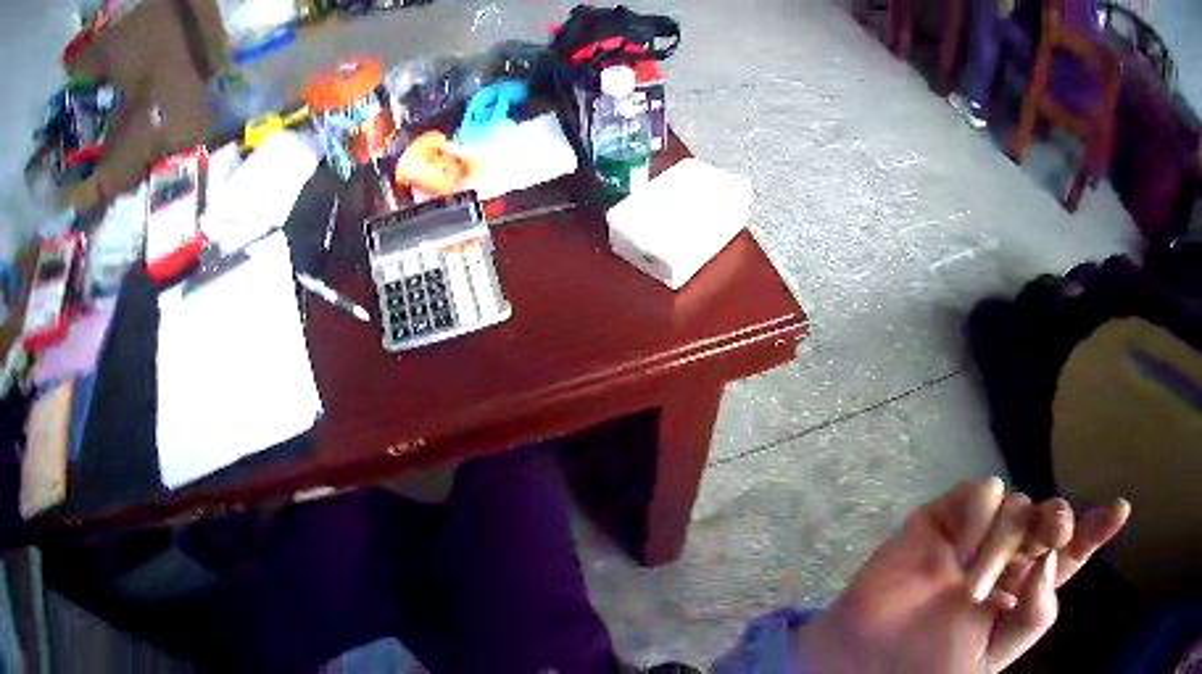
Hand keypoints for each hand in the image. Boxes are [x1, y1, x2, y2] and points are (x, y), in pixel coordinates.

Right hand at [793, 478, 1128, 672]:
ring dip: (1004, 543)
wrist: (863, 665)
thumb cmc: (928, 668)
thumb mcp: (992, 659)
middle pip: (1048, 517)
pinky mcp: (944, 520)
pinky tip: (961, 551)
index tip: (1121, 511)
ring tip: (972, 588)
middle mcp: (1007, 559)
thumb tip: (1052, 561)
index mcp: (1022, 592)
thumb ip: (1035, 616)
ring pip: (1017, 506)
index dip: (1094, 530)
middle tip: (1056, 535)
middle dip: (1058, 520)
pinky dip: (979, 516)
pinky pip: (980, 494)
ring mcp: (975, 538)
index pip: (1067, 556)